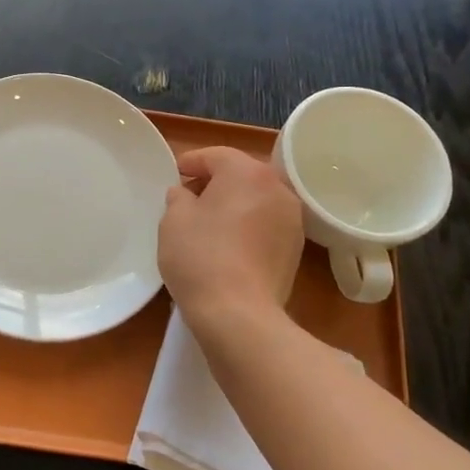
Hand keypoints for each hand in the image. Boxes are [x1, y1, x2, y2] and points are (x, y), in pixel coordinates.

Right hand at [158, 146, 304, 327]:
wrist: (239, 314)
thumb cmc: (201, 256)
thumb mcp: (173, 220)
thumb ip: (178, 196)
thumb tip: (185, 194)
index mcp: (247, 172)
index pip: (215, 155)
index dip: (191, 162)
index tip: (174, 175)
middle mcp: (277, 188)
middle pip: (240, 174)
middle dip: (214, 182)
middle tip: (188, 199)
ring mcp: (292, 220)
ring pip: (256, 200)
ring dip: (233, 205)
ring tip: (208, 224)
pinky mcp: (295, 250)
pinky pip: (265, 225)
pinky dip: (247, 226)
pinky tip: (228, 246)